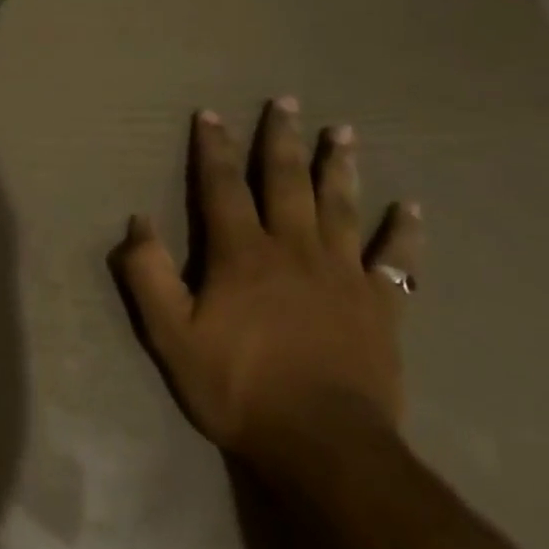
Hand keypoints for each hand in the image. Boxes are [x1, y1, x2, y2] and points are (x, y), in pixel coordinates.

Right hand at [108, 99, 422, 466]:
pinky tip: (412, 207)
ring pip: (341, 206)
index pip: (222, 186)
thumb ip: (148, 275)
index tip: (210, 114)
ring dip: (339, 166)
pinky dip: (404, 233)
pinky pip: (396, 261)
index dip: (213, 147)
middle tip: (288, 101)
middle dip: (282, 139)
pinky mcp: (380, 306)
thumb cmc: (240, 387)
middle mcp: (293, 248)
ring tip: (344, 131)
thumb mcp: (171, 336)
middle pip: (286, 181)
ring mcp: (342, 274)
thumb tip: (137, 220)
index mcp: (242, 253)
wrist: (324, 447)